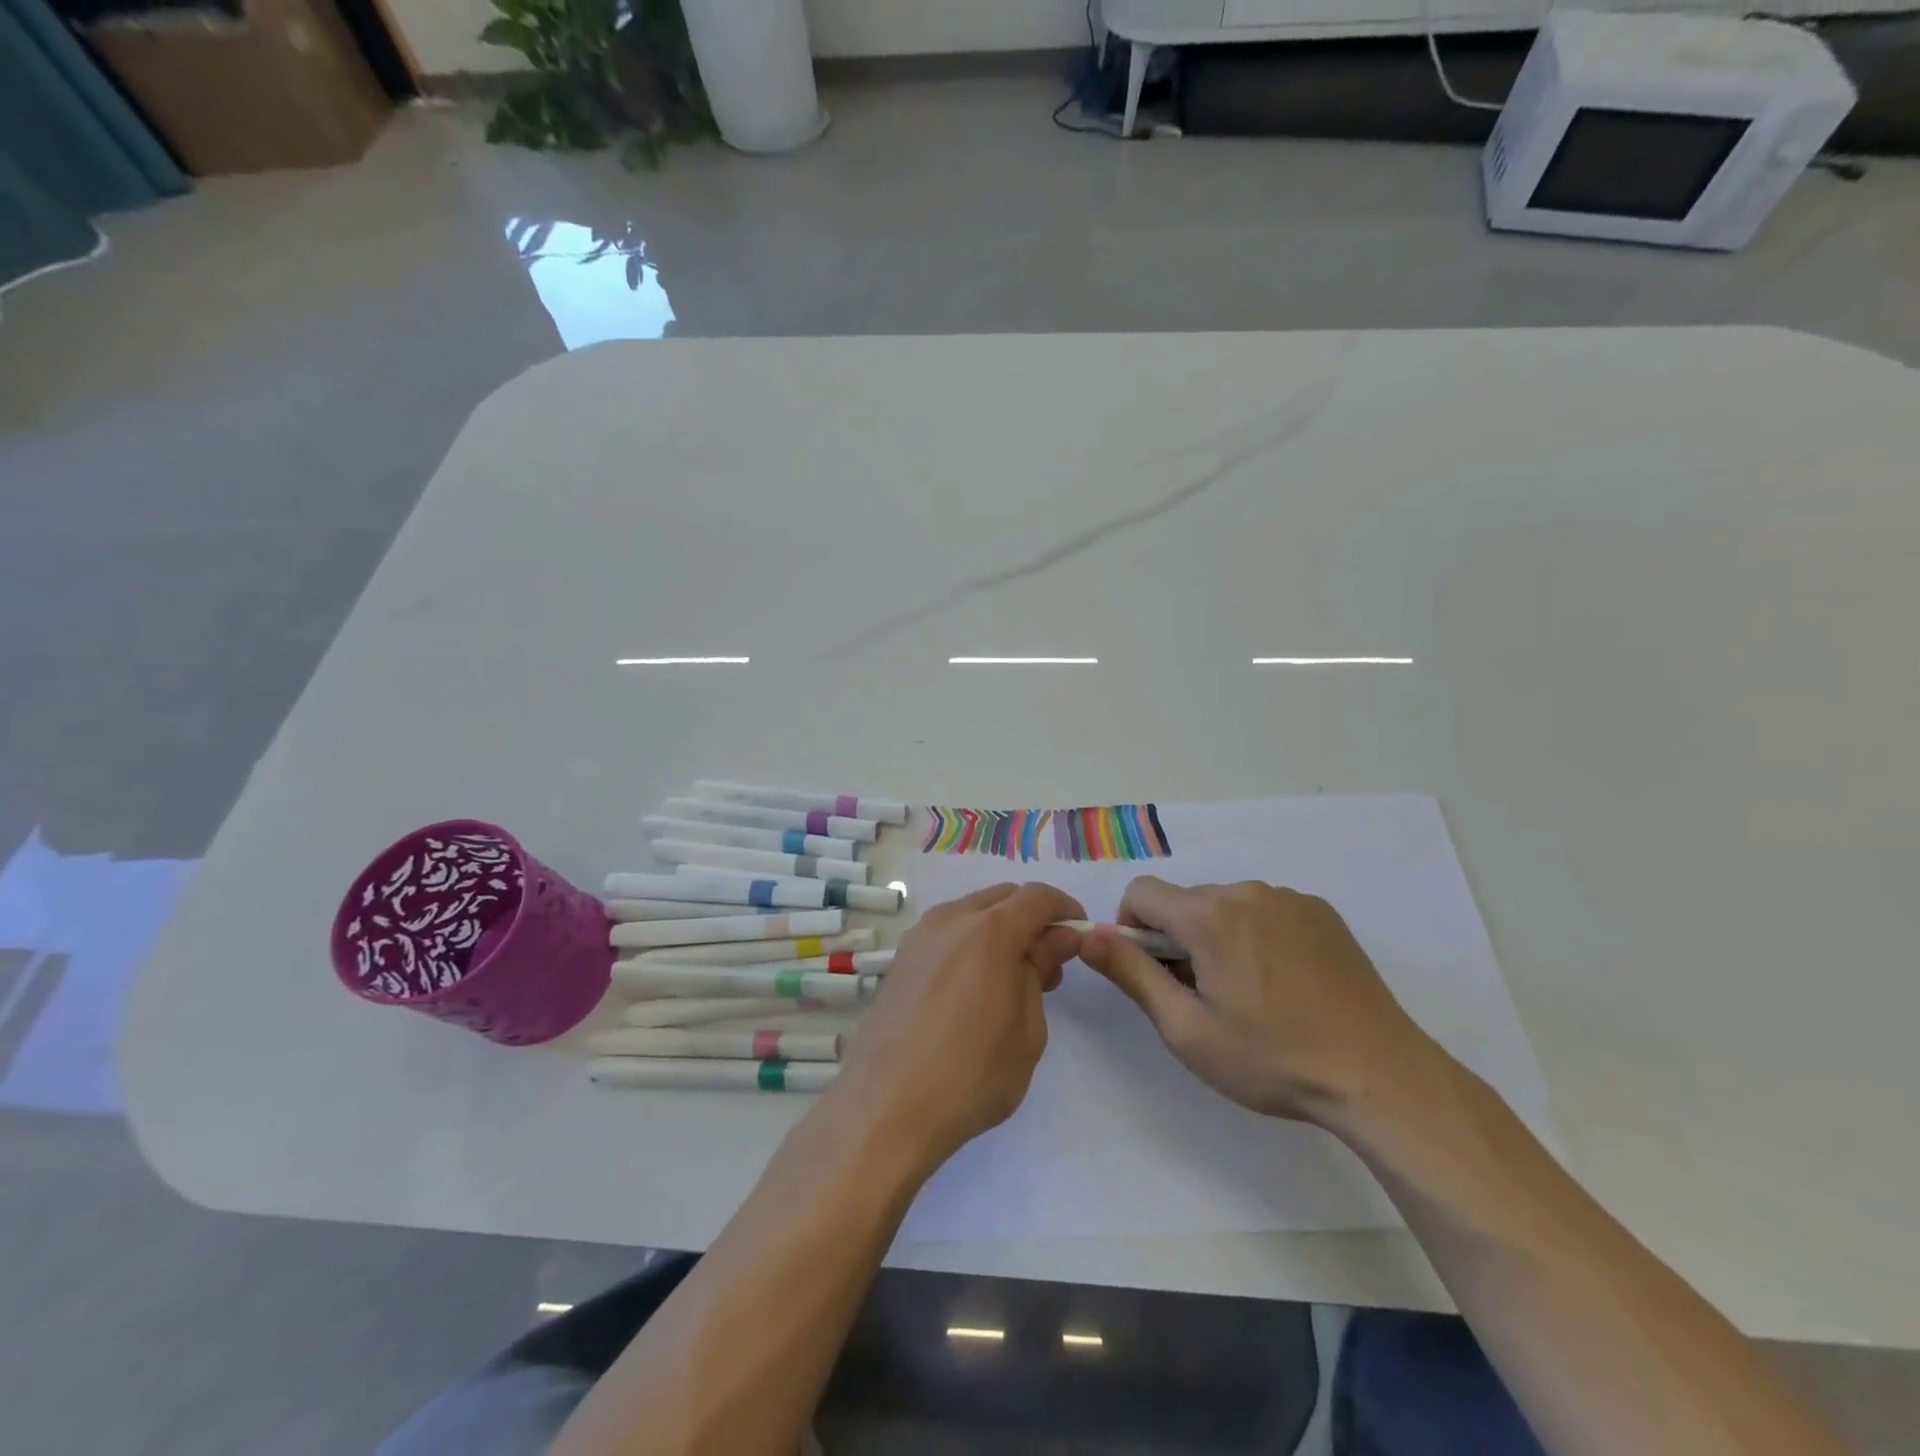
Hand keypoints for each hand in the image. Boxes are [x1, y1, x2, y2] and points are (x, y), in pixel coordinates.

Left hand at [838, 883, 1084, 1171]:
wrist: (886, 1108)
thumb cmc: (971, 1076)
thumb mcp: (1027, 1030)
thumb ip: (1040, 970)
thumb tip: (1056, 939)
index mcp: (989, 931)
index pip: (1038, 897)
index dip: (1065, 910)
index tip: (1078, 937)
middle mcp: (951, 919)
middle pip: (1003, 898)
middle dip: (1032, 920)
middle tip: (1047, 967)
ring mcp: (920, 936)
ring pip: (972, 912)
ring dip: (999, 930)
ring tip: (1010, 982)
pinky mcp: (900, 958)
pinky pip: (947, 932)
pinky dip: (970, 942)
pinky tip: (973, 988)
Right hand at [1077, 877, 1444, 1126]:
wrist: (1380, 1076)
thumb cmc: (1272, 1058)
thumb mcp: (1186, 1029)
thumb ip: (1130, 974)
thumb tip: (1087, 935)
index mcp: (1208, 915)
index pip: (1141, 893)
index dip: (1131, 930)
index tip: (1154, 974)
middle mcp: (1247, 891)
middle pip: (1185, 902)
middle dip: (1178, 939)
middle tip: (1204, 997)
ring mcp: (1290, 898)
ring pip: (1226, 906)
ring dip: (1218, 938)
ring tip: (1249, 995)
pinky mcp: (1322, 912)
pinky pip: (1266, 911)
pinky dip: (1257, 936)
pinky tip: (1284, 985)